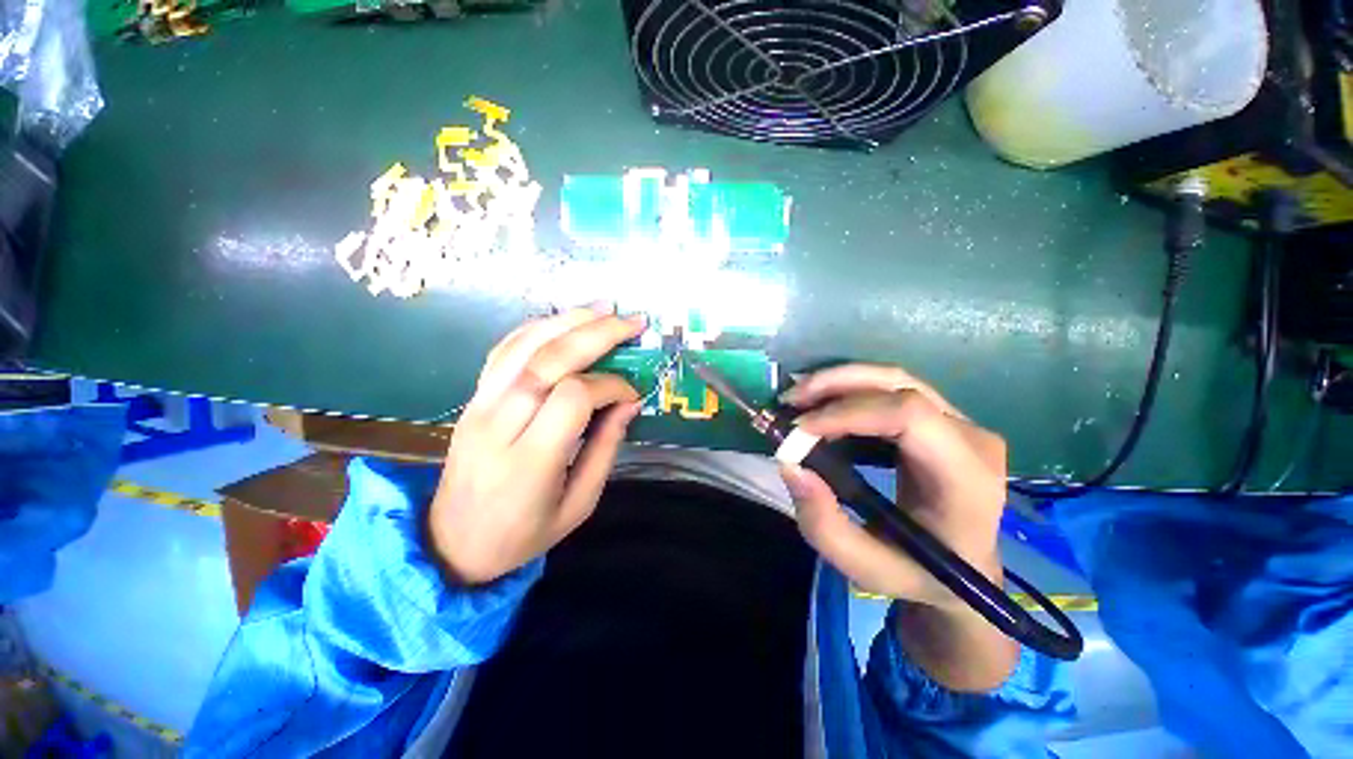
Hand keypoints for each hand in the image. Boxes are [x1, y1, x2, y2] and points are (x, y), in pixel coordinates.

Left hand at [428, 307, 645, 585]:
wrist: (451, 542)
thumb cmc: (522, 534)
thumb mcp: (579, 504)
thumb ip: (605, 449)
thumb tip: (629, 402)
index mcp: (529, 461)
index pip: (574, 397)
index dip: (610, 386)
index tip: (631, 394)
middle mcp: (500, 424)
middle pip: (550, 360)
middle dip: (597, 333)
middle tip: (633, 322)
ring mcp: (479, 405)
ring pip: (525, 346)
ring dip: (569, 321)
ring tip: (605, 309)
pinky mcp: (473, 398)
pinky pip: (504, 350)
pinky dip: (537, 328)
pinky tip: (563, 321)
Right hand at [779, 363, 1017, 689]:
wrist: (964, 568)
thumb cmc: (919, 573)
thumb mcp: (865, 568)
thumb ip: (824, 525)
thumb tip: (791, 465)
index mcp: (966, 478)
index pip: (909, 416)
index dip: (847, 413)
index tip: (800, 429)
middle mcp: (971, 438)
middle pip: (898, 385)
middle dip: (835, 385)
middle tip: (789, 400)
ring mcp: (960, 422)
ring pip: (892, 379)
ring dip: (838, 382)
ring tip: (798, 400)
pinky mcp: (941, 417)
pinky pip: (890, 389)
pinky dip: (848, 391)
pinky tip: (822, 406)